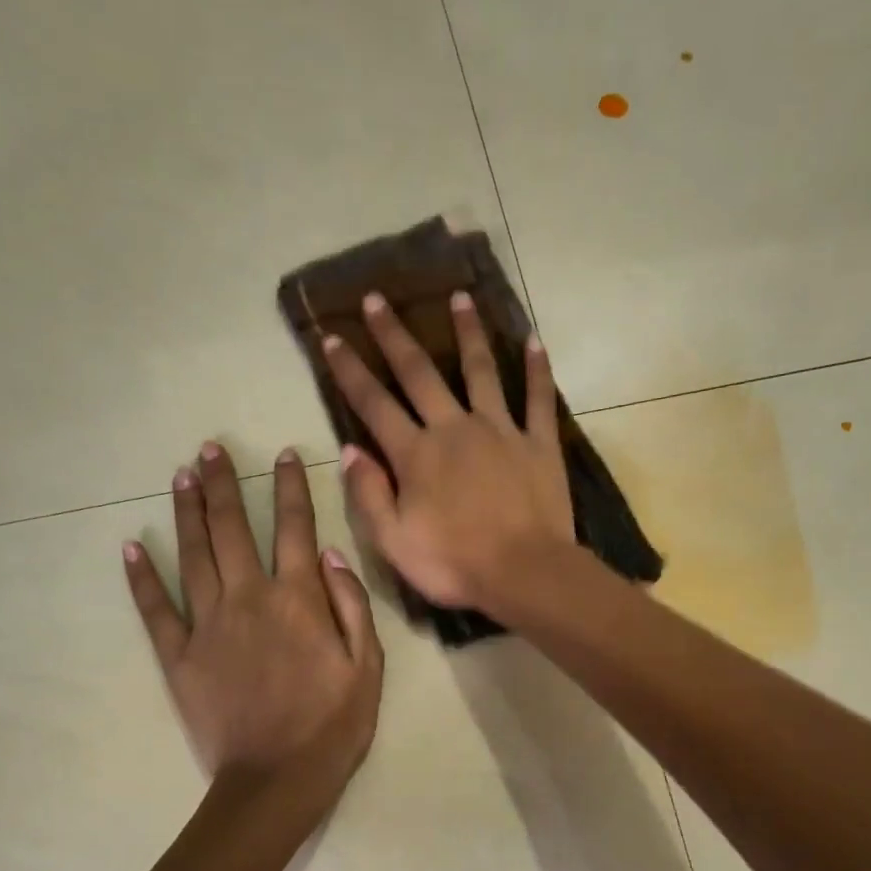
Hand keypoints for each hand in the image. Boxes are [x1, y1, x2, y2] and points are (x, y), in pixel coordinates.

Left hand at [123, 443, 382, 790]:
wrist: (277, 780)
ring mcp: (208, 625)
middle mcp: (249, 598)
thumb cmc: (333, 725)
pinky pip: (156, 609)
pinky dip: (142, 577)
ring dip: (188, 512)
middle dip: (223, 484)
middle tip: (210, 449)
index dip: (290, 488)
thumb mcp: (368, 667)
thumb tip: (330, 554)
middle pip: (233, 528)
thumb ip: (352, 605)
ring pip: (194, 555)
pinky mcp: (179, 656)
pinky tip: (132, 546)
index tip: (284, 455)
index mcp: (298, 599)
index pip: (295, 528)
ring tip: (181, 476)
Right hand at [322, 290, 574, 610]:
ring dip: (468, 332)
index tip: (331, 338)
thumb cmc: (454, 564)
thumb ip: (368, 494)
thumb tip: (350, 450)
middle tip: (378, 299)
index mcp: (416, 454)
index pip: (373, 404)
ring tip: (460, 296)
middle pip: (419, 373)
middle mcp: (454, 428)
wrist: (525, 573)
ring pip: (481, 370)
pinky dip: (537, 369)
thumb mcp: (393, 542)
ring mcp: (501, 430)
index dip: (350, 371)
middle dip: (395, 335)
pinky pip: (539, 398)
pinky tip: (534, 340)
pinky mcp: (539, 442)